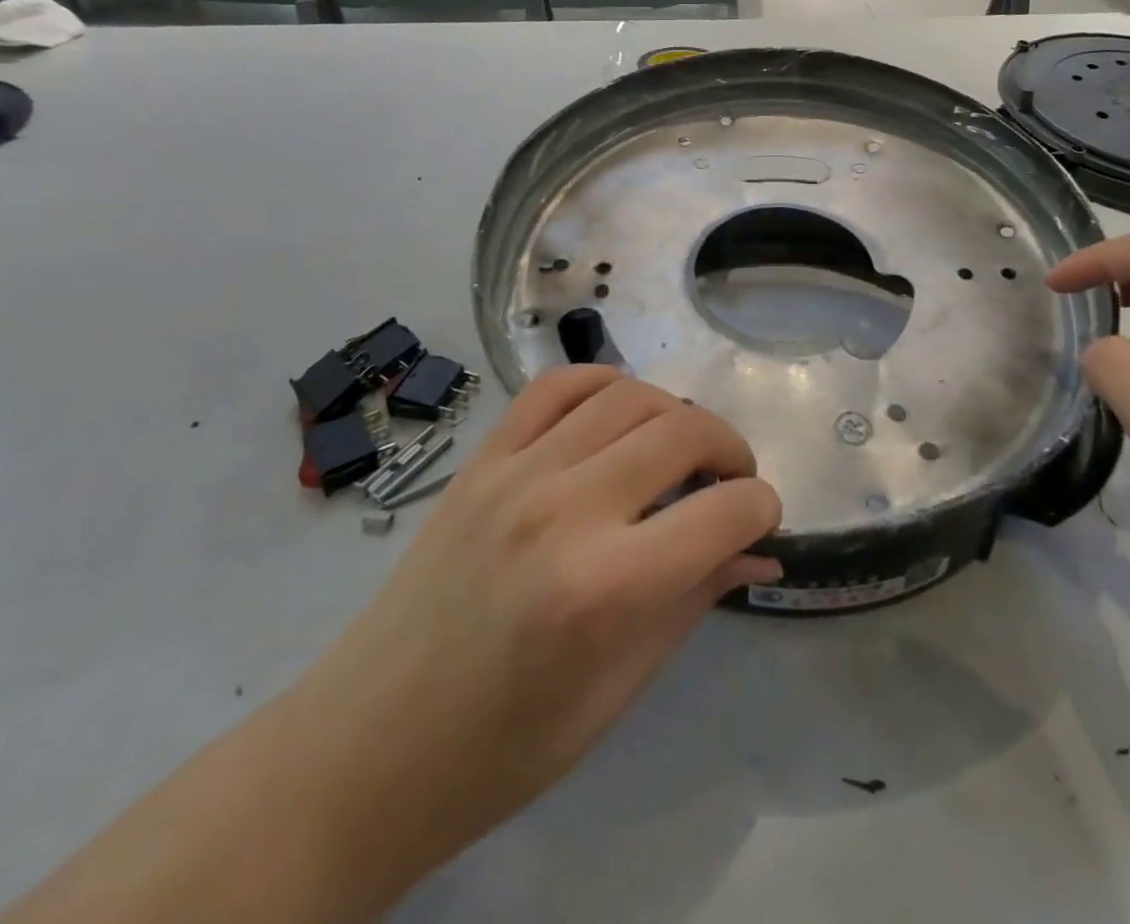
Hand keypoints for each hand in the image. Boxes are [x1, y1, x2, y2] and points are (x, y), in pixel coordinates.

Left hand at [293, 368, 781, 888]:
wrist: (367, 746)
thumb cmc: (503, 747)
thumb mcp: (617, 691)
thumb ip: (693, 600)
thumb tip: (758, 551)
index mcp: (606, 589)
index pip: (724, 513)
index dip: (762, 509)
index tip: (762, 520)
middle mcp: (565, 510)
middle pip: (682, 431)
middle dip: (730, 450)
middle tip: (731, 482)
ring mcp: (516, 473)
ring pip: (627, 396)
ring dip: (675, 413)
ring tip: (680, 448)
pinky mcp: (482, 459)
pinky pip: (555, 388)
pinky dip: (603, 383)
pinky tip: (620, 411)